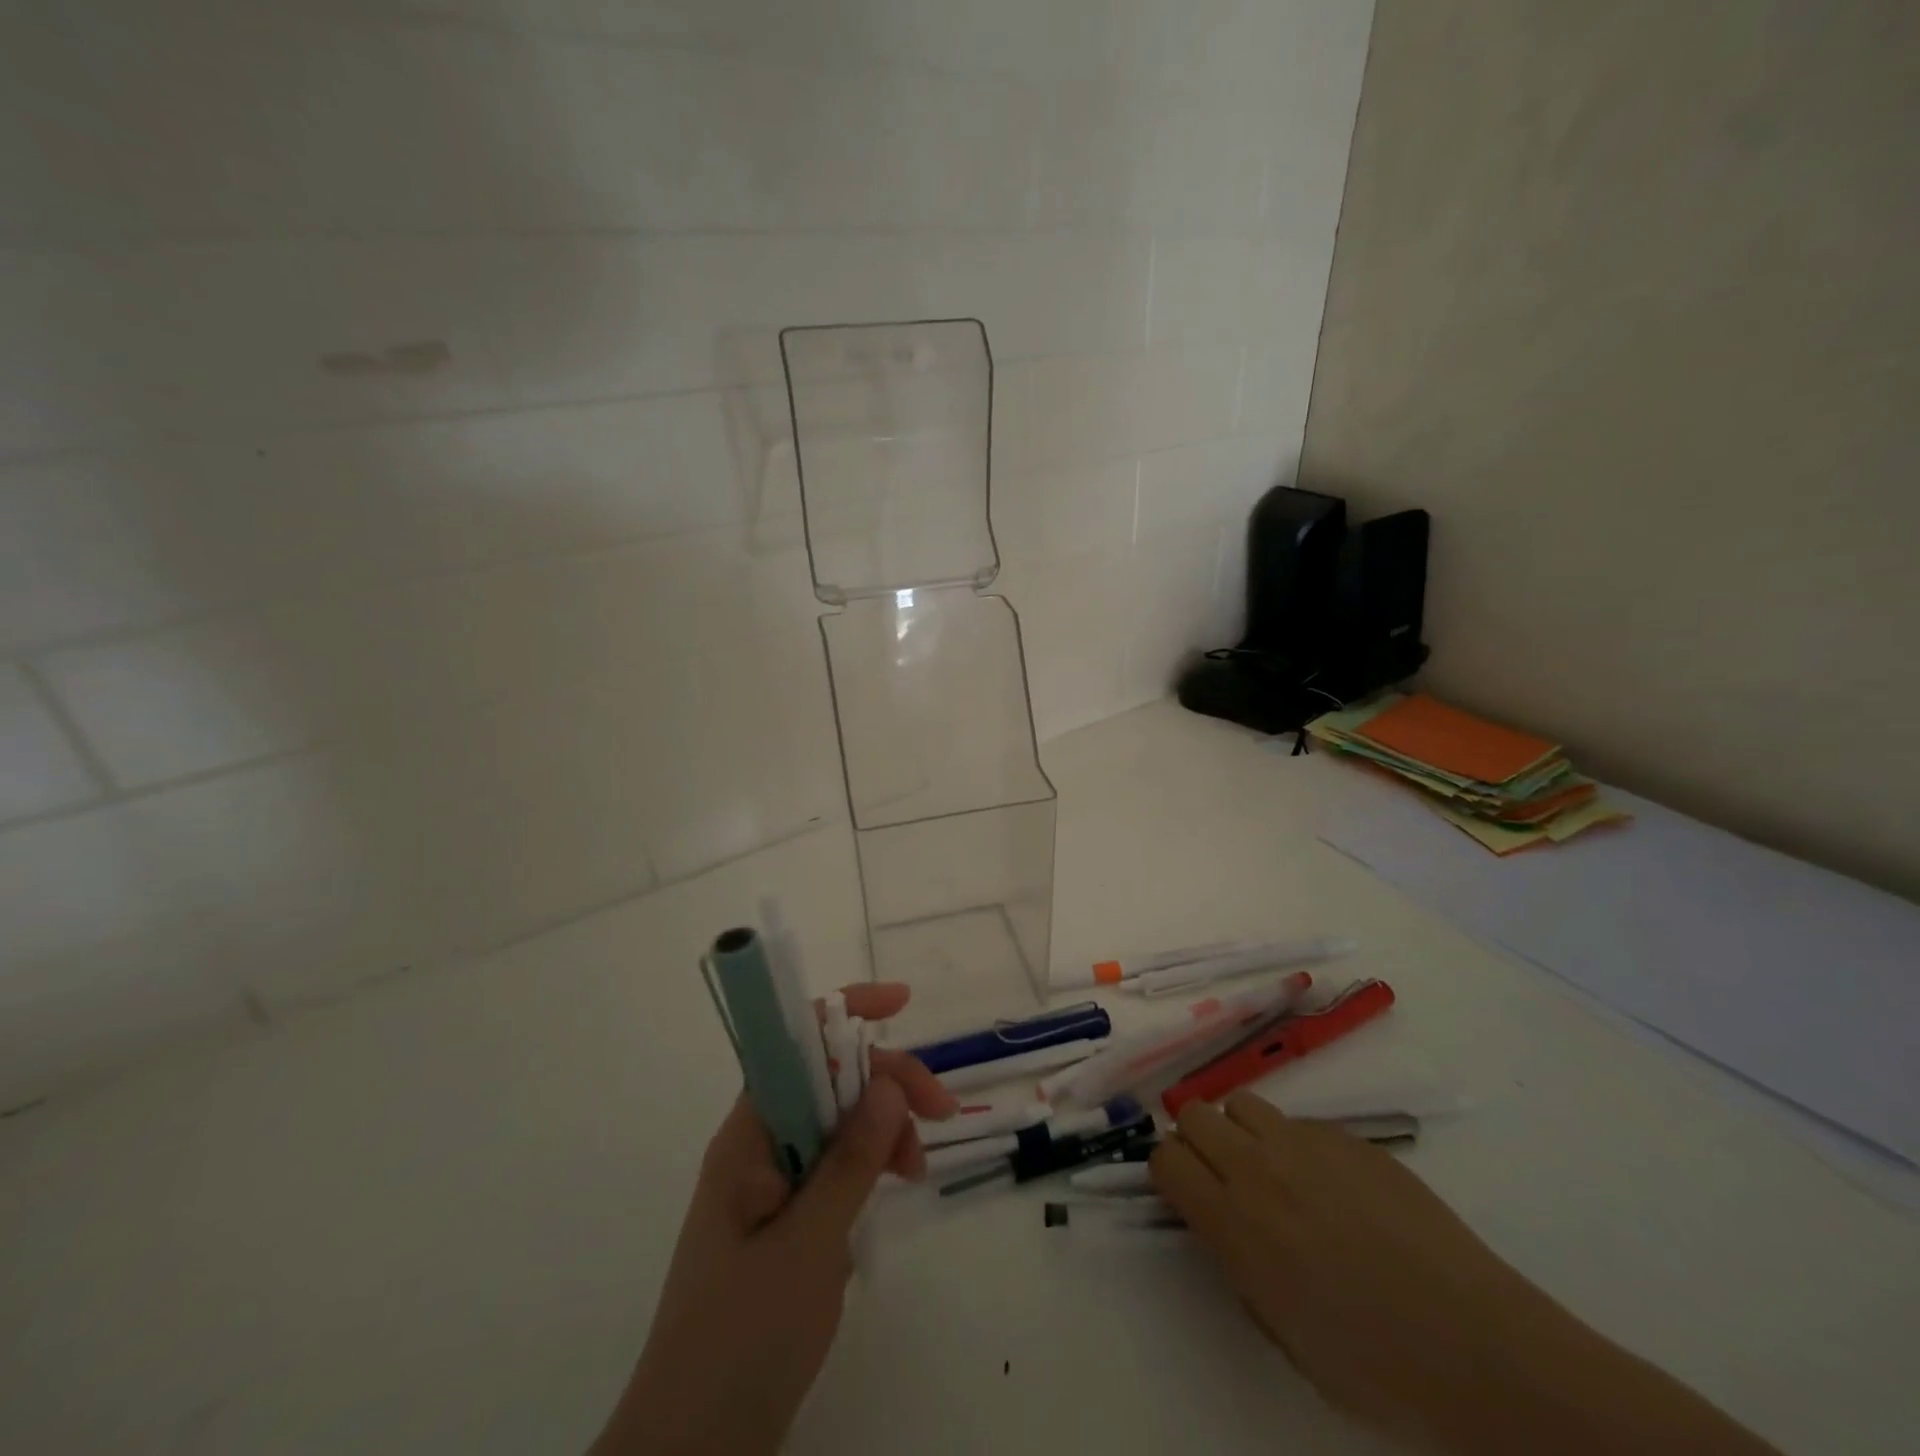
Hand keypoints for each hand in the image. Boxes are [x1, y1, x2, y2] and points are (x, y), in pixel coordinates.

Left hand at [592, 983, 955, 1455]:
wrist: (693, 1451)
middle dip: (885, 1082)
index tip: (902, 1002)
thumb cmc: (742, 1339)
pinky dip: (870, 1167)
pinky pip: (835, 1166)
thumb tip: (888, 1082)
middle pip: (827, 1079)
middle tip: (939, 1114)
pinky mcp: (787, 1219)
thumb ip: (850, 1161)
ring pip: (837, 1123)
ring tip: (916, 1171)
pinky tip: (890, 1194)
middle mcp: (758, 1145)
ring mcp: (772, 1183)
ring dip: (883, 1129)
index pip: (794, 1043)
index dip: (845, 1010)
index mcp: (748, 1136)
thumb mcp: (807, 1245)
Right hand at [1153, 1094, 1778, 1455]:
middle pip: (1193, 1114)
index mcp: (1234, 1224)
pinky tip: (1333, 1185)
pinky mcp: (1348, 1136)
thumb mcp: (1281, 1330)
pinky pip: (1298, 1121)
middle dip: (1197, 1140)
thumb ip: (1236, 1264)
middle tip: (1223, 1176)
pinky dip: (1296, 1142)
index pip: (1164, 1158)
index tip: (1186, 1192)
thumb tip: (1221, 1224)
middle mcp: (1258, 1168)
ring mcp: (1305, 1143)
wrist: (1475, 1346)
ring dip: (1242, 1131)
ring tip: (1273, 1170)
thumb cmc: (1375, 1364)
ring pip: (1241, 1103)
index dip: (1168, 1172)